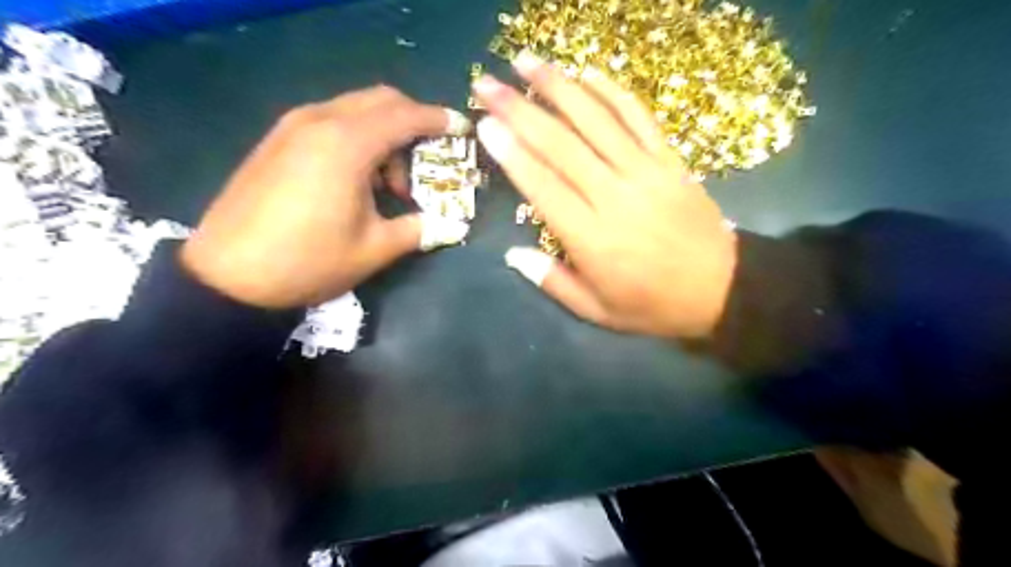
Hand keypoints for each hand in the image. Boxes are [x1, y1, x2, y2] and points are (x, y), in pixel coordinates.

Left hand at [181, 84, 474, 307]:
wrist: (227, 276)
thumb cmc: (308, 262)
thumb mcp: (374, 249)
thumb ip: (419, 229)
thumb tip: (451, 225)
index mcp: (347, 145)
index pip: (405, 115)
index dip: (438, 120)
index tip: (461, 129)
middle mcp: (320, 121)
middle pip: (381, 100)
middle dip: (412, 123)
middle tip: (425, 162)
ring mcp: (293, 127)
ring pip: (355, 109)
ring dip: (383, 135)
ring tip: (388, 185)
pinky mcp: (277, 139)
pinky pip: (331, 121)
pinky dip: (356, 138)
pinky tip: (356, 179)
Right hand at [469, 54, 740, 337]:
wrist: (722, 289)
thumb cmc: (652, 305)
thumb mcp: (598, 311)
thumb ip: (553, 282)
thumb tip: (512, 254)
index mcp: (592, 239)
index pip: (544, 186)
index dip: (512, 153)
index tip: (485, 125)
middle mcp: (615, 197)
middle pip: (561, 145)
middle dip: (519, 110)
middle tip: (486, 84)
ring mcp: (646, 173)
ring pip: (596, 120)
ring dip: (559, 86)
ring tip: (526, 61)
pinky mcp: (670, 160)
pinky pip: (639, 117)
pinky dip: (612, 91)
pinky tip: (587, 72)